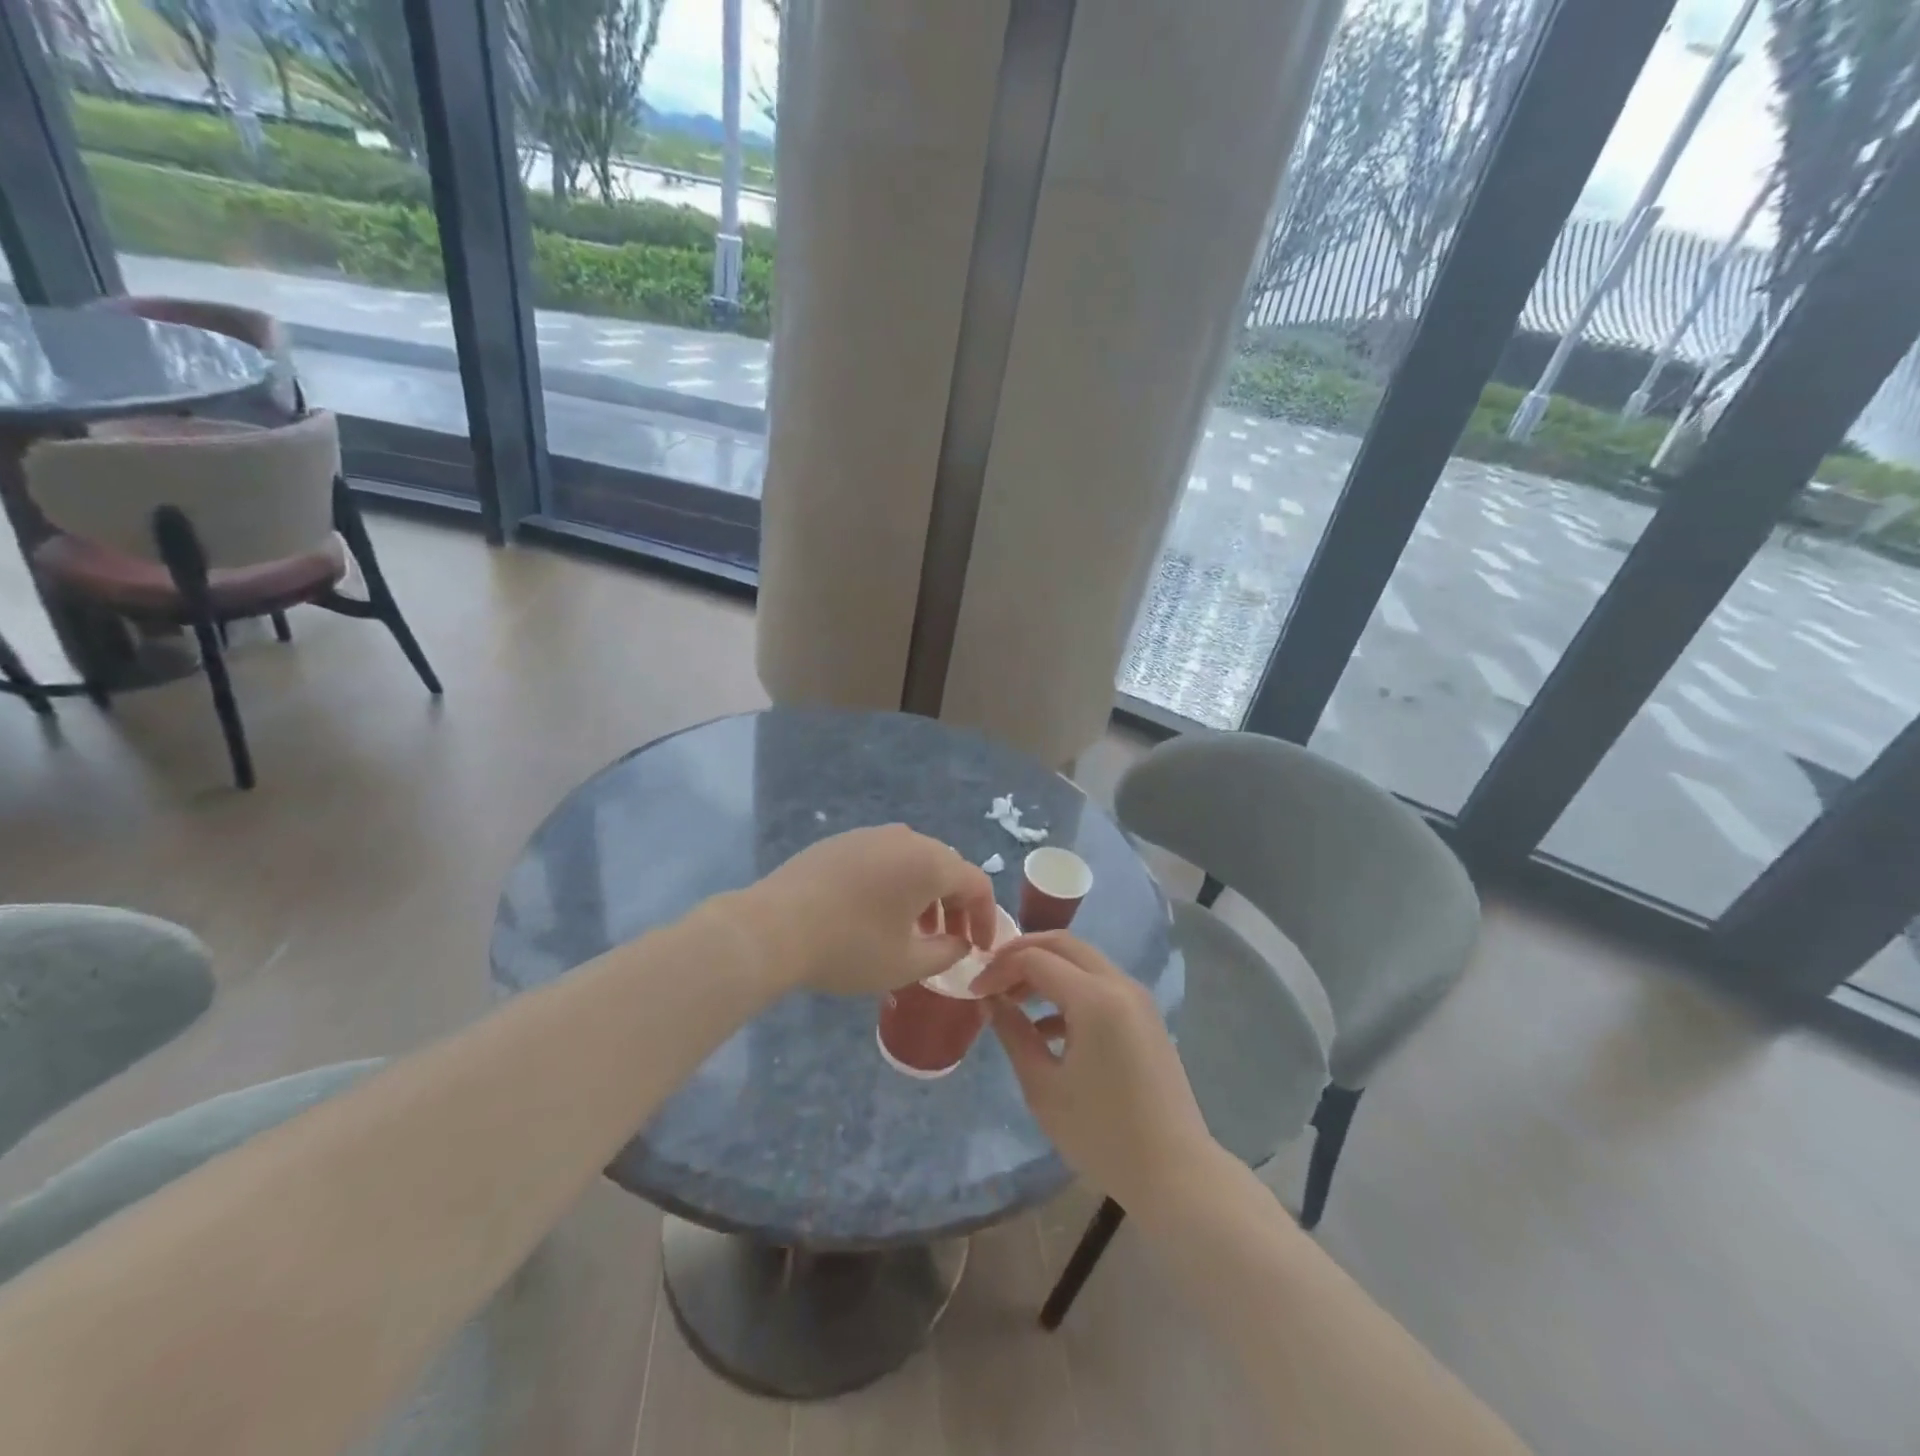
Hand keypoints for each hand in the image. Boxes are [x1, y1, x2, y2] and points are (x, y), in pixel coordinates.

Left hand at [734, 824, 998, 995]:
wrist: (773, 928)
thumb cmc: (849, 947)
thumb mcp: (906, 964)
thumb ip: (946, 953)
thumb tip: (960, 943)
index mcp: (930, 862)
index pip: (976, 883)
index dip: (986, 917)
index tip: (980, 948)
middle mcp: (905, 838)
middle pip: (946, 867)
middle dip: (956, 905)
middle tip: (950, 940)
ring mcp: (870, 835)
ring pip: (913, 861)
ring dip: (924, 894)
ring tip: (913, 930)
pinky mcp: (841, 842)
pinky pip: (883, 859)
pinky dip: (894, 883)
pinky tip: (876, 913)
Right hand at [973, 932, 1214, 1210]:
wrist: (1174, 1173)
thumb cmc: (1102, 1133)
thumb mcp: (1044, 1087)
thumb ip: (1014, 1035)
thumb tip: (991, 1001)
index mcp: (1095, 998)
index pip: (1036, 958)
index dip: (1000, 968)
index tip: (974, 991)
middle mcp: (1119, 984)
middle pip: (1063, 944)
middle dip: (1023, 953)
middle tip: (992, 977)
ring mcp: (1137, 999)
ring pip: (1083, 961)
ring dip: (1046, 969)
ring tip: (1012, 1000)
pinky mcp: (1144, 1017)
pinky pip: (1100, 985)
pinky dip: (1069, 990)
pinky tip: (1045, 1027)